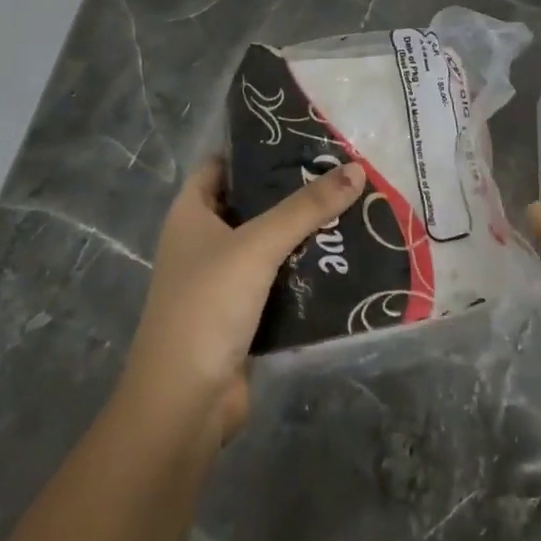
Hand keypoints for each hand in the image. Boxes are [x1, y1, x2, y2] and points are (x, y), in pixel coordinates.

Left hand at [119, 157, 365, 445]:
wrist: (184, 402)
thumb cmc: (208, 305)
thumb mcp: (258, 246)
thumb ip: (306, 208)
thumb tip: (356, 169)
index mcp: (191, 214)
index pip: (222, 164)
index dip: (256, 149)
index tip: (303, 138)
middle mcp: (203, 241)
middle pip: (251, 203)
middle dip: (292, 191)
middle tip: (342, 172)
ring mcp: (221, 280)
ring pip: (268, 244)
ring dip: (303, 233)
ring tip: (353, 208)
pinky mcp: (242, 314)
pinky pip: (278, 281)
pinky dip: (305, 271)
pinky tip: (344, 259)